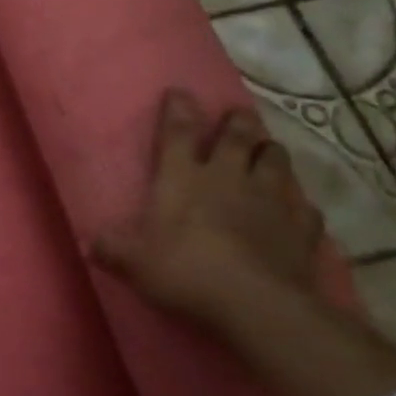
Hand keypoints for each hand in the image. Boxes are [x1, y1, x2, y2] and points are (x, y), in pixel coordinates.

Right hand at [90, 89, 324, 327]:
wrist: (255, 304)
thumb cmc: (185, 271)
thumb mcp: (134, 262)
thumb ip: (112, 249)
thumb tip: (89, 243)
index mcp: (184, 178)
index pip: (178, 133)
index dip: (178, 110)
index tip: (179, 91)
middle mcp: (229, 177)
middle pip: (238, 137)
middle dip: (237, 122)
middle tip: (238, 115)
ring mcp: (271, 201)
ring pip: (276, 162)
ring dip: (271, 153)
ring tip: (268, 151)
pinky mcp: (302, 229)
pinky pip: (307, 209)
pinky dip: (301, 206)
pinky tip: (299, 210)